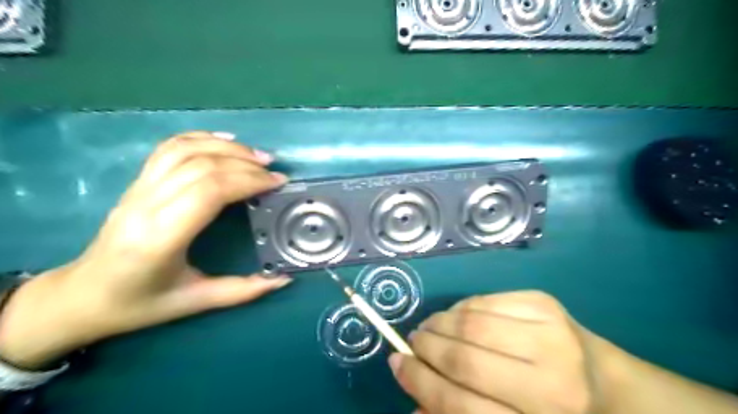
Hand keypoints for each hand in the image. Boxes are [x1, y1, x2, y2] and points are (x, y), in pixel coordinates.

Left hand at [0, 131, 292, 367]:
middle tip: (274, 171)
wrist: (80, 296)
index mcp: (161, 238)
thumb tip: (284, 279)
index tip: (277, 183)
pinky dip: (199, 138)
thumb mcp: (195, 302)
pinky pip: (168, 149)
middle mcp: (146, 205)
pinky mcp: (137, 183)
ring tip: (257, 155)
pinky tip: (224, 140)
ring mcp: (138, 189)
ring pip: (185, 150)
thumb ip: (243, 290)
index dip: (248, 181)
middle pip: (202, 166)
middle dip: (245, 164)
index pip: (209, 191)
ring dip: (226, 148)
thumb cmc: (138, 304)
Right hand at [389, 291, 607, 413]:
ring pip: (471, 324)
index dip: (420, 383)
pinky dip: (461, 308)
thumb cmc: (551, 412)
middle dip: (426, 348)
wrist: (607, 385)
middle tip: (413, 342)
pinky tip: (457, 317)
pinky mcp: (545, 304)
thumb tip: (412, 404)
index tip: (397, 364)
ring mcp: (551, 336)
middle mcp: (550, 385)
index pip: (461, 405)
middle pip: (465, 361)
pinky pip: (485, 301)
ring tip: (430, 327)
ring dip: (439, 323)